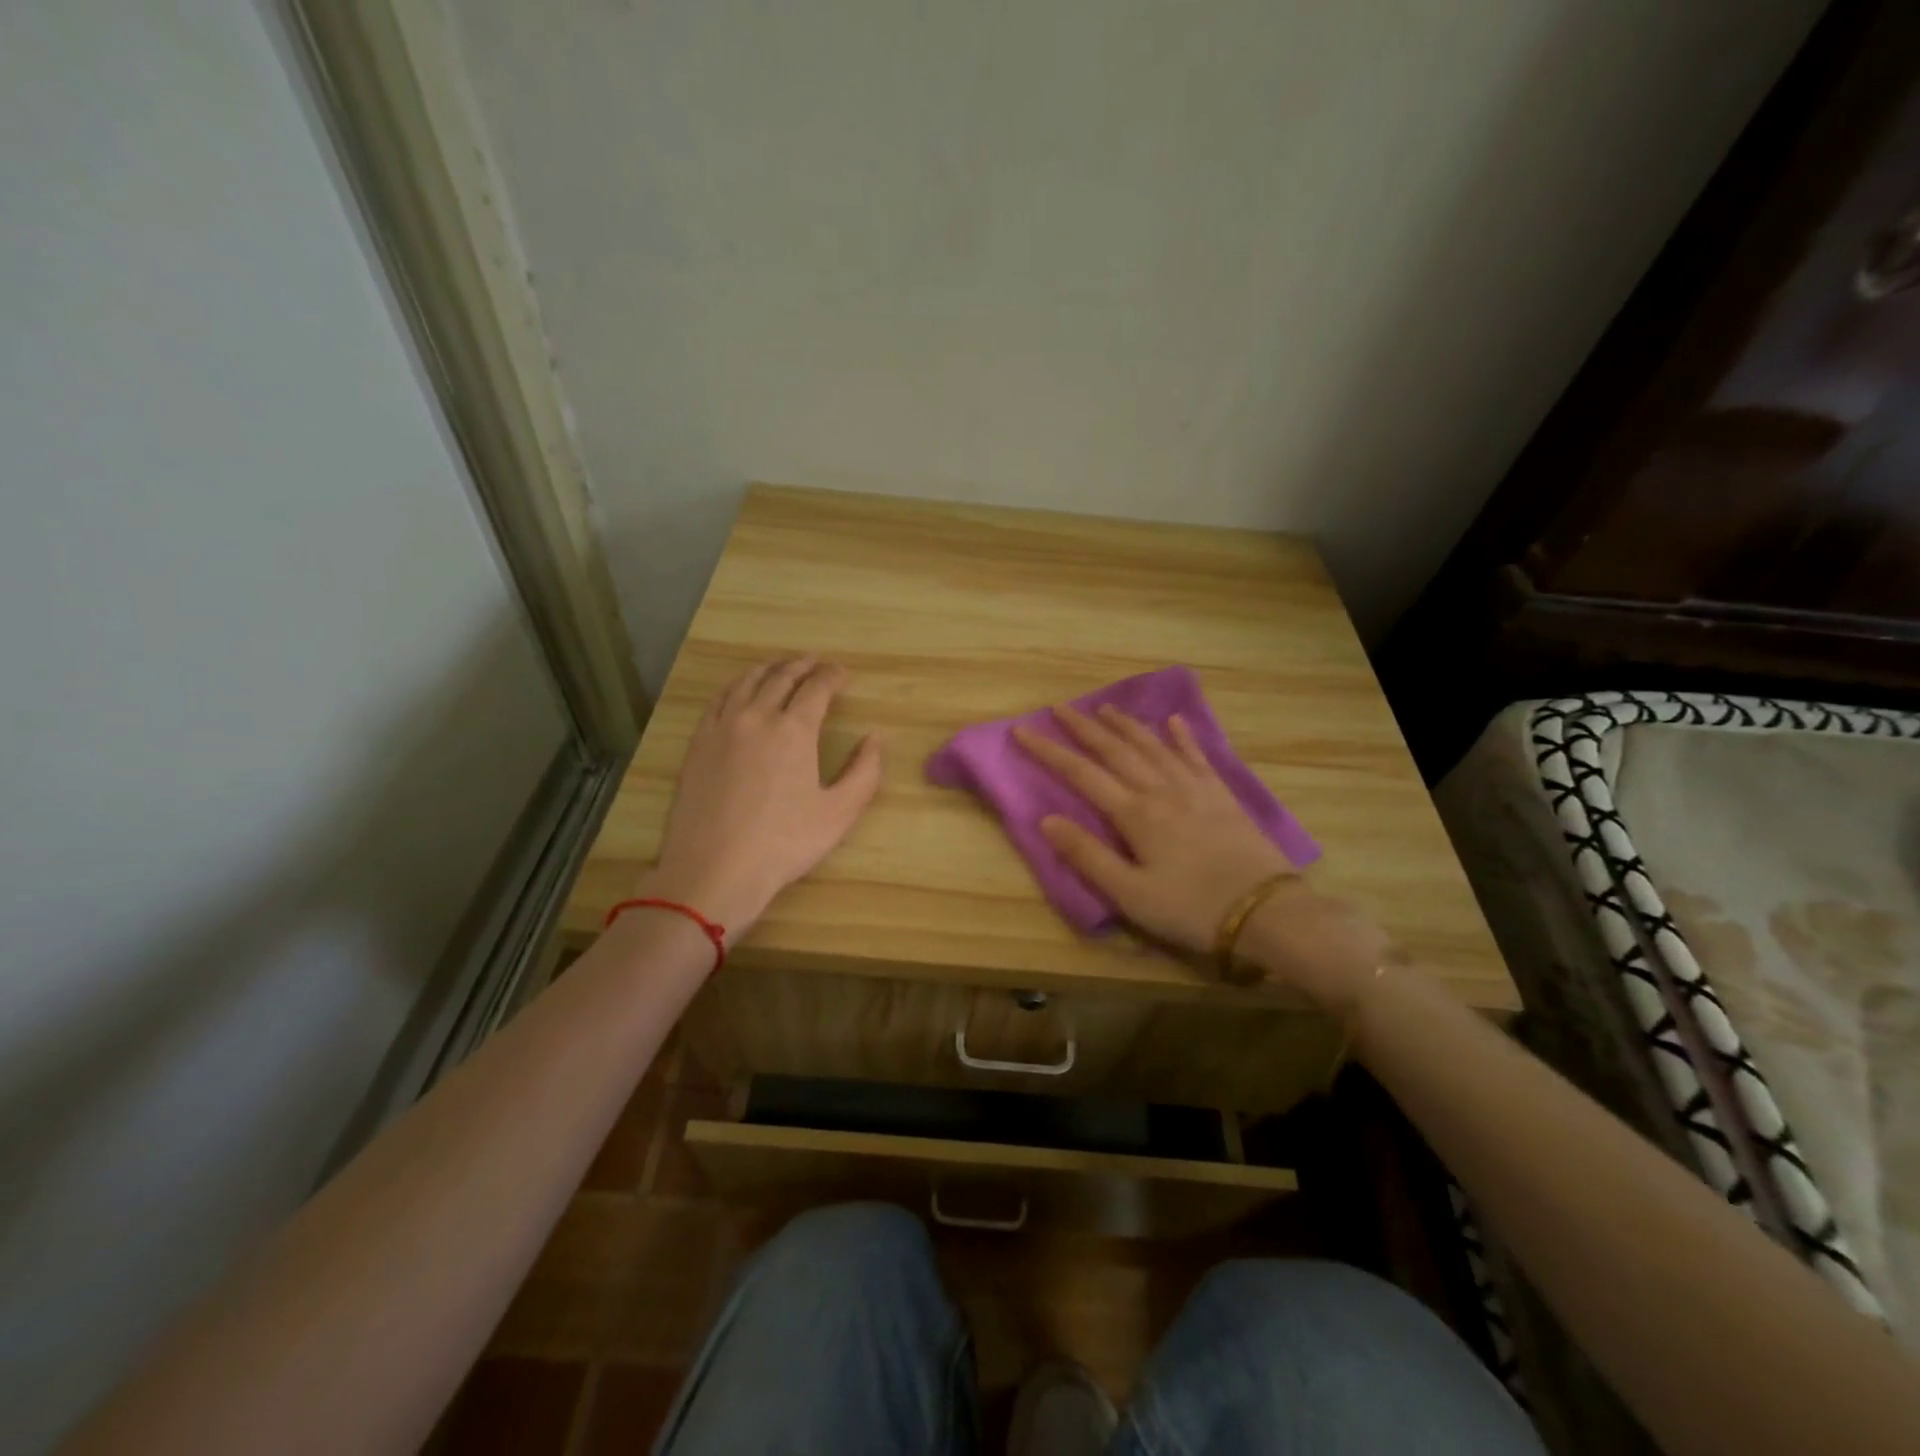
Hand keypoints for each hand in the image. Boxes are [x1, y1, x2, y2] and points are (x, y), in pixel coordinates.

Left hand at [638, 657, 881, 935]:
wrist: (714, 869)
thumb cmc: (783, 844)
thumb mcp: (839, 813)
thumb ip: (865, 772)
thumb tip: (875, 738)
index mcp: (794, 730)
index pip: (817, 687)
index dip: (833, 676)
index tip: (844, 675)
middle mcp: (756, 717)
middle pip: (781, 677)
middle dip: (803, 665)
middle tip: (817, 663)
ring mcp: (722, 727)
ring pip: (747, 682)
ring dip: (769, 669)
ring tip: (782, 668)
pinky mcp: (698, 743)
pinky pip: (719, 700)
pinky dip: (737, 686)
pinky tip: (741, 691)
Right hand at [1012, 703, 1393, 1012]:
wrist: (1266, 912)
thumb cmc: (1191, 909)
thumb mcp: (1131, 894)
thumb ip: (1088, 856)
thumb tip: (1047, 819)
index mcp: (1135, 813)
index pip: (1081, 774)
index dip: (1049, 751)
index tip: (1023, 730)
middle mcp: (1161, 789)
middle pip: (1116, 750)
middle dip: (1084, 727)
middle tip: (1059, 707)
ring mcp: (1195, 788)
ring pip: (1153, 745)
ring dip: (1126, 725)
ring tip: (1105, 709)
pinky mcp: (1222, 795)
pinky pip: (1197, 756)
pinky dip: (1183, 737)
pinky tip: (1174, 721)